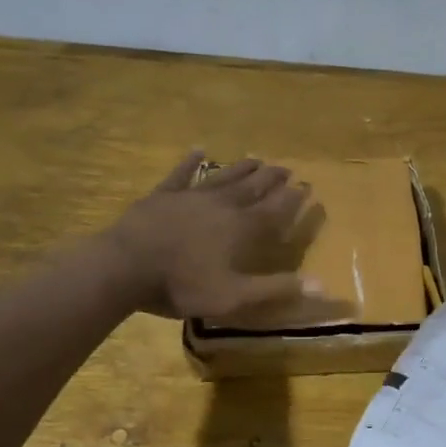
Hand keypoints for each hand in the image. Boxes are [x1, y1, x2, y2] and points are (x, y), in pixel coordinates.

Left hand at [105, 151, 319, 318]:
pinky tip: (198, 149)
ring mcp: (190, 197)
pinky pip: (180, 174)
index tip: (307, 186)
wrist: (124, 267)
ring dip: (241, 168)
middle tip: (287, 168)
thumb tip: (321, 284)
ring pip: (223, 177)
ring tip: (257, 158)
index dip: (292, 199)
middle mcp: (220, 205)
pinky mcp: (162, 196)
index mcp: (240, 229)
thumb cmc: (182, 285)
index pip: (274, 210)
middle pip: (252, 187)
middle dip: (271, 178)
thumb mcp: (233, 296)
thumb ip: (275, 289)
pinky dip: (190, 162)